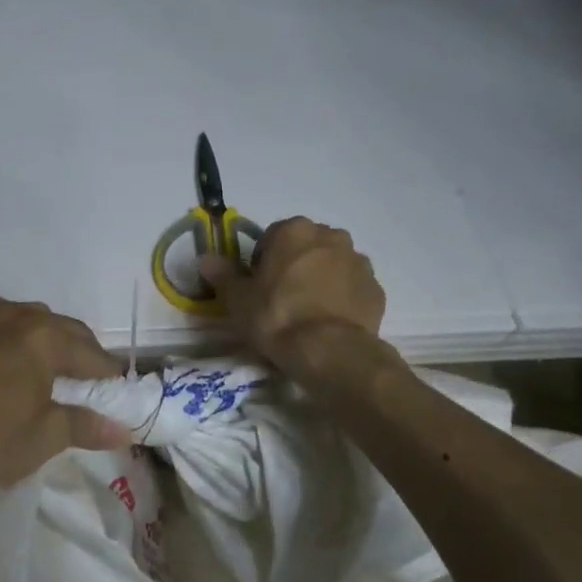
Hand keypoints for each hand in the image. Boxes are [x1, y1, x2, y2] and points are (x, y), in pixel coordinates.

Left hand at [0, 292, 132, 491]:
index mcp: (45, 339)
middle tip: (89, 377)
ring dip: (42, 332)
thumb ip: (85, 426)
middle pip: (61, 328)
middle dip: (80, 350)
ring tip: (47, 356)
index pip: (90, 354)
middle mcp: (16, 317)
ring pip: (23, 314)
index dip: (107, 373)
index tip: (117, 388)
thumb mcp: (45, 437)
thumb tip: (122, 430)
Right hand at [200, 217, 387, 380]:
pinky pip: (352, 288)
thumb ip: (222, 274)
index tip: (257, 286)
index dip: (262, 262)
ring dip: (321, 279)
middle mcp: (330, 236)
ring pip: (332, 265)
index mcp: (294, 231)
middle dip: (295, 265)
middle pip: (306, 247)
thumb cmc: (276, 316)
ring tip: (307, 312)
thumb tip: (205, 259)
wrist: (328, 350)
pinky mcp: (376, 288)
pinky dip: (341, 298)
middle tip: (281, 298)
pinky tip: (328, 322)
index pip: (272, 237)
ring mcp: (358, 261)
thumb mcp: (238, 299)